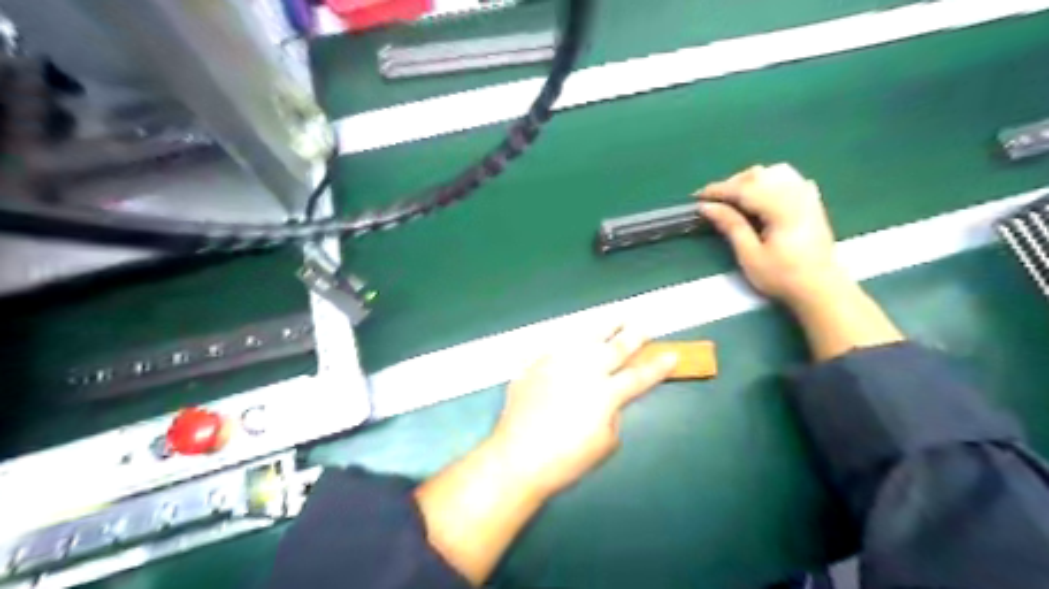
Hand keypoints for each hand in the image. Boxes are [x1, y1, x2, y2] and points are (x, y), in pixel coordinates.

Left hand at [490, 327, 675, 496]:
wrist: (517, 457)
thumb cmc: (565, 460)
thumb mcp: (604, 444)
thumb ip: (612, 415)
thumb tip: (609, 401)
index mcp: (605, 394)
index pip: (638, 376)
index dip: (657, 366)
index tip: (671, 354)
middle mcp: (583, 370)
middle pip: (614, 348)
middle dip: (633, 336)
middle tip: (643, 326)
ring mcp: (557, 363)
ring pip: (585, 337)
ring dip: (603, 327)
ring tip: (615, 317)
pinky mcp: (535, 364)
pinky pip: (555, 345)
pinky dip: (568, 341)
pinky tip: (574, 337)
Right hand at [695, 163, 845, 305]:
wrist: (821, 289)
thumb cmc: (782, 277)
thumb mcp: (750, 256)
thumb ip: (731, 226)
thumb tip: (707, 207)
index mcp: (782, 209)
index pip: (744, 189)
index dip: (718, 190)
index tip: (697, 198)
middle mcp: (796, 195)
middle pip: (758, 175)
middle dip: (731, 184)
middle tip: (712, 202)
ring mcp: (807, 196)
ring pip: (774, 172)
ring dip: (750, 180)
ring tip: (735, 197)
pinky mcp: (812, 201)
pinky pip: (789, 178)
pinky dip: (769, 180)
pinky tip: (761, 194)